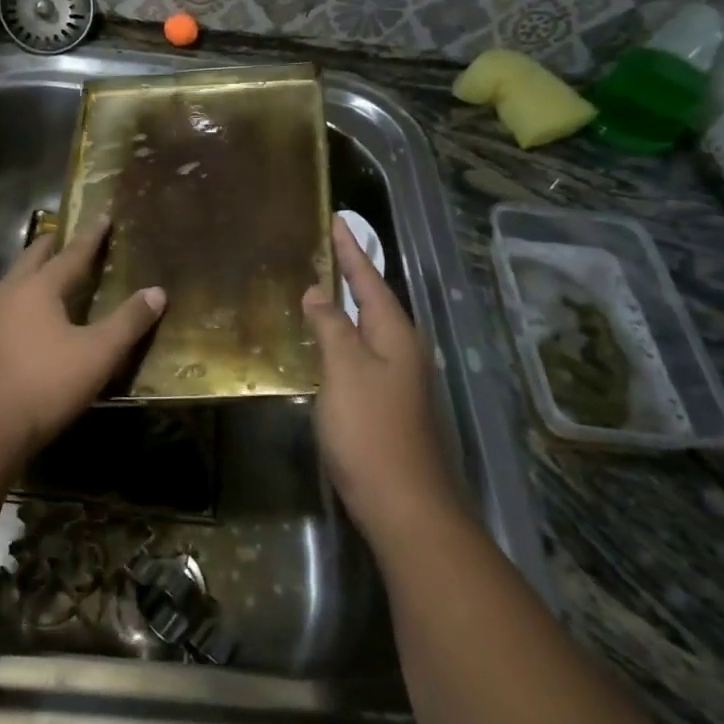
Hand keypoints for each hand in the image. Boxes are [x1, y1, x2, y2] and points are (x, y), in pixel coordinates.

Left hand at [0, 219, 165, 461]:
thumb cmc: (44, 384)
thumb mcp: (97, 354)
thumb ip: (128, 322)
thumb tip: (157, 292)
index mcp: (38, 288)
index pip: (71, 254)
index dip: (91, 236)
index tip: (102, 215)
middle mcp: (8, 294)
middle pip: (32, 259)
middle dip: (51, 245)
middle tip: (67, 236)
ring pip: (13, 282)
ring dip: (32, 272)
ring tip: (47, 274)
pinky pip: (3, 308)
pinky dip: (20, 301)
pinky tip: (26, 319)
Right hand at [302, 215, 460, 545]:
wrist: (404, 504)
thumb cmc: (370, 429)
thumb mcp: (344, 370)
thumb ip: (331, 326)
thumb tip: (319, 290)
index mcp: (396, 334)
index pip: (370, 279)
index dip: (351, 250)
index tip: (338, 220)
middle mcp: (404, 349)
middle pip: (375, 300)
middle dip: (354, 272)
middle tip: (330, 247)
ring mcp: (400, 378)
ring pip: (371, 327)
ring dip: (350, 304)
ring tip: (327, 284)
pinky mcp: (390, 402)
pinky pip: (365, 352)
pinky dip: (347, 334)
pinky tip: (331, 340)